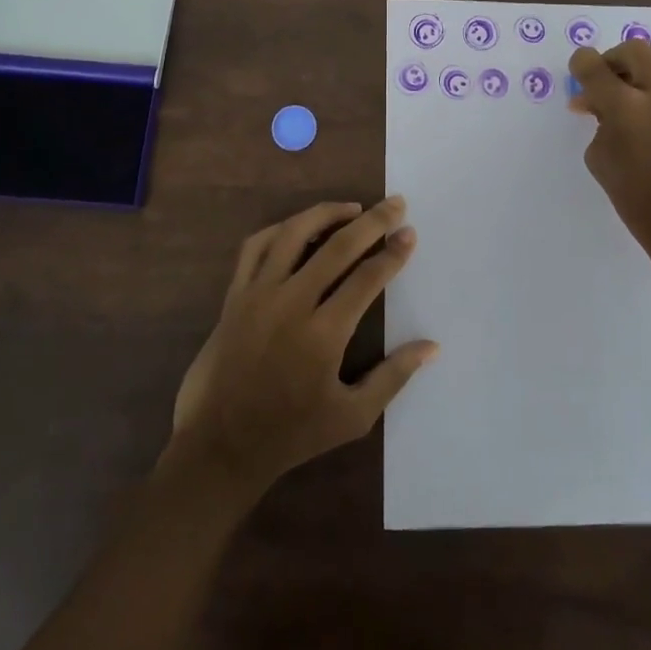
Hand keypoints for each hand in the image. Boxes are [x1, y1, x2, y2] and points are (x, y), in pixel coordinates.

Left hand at [167, 198, 438, 493]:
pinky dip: (281, 228)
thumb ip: (393, 377)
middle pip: (337, 246)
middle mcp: (291, 303)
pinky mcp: (234, 294)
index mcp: (323, 334)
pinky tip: (300, 228)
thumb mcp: (351, 418)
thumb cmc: (290, 434)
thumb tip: (432, 346)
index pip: (367, 278)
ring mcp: (258, 294)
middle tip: (395, 204)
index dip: (392, 253)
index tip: (410, 233)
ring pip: (294, 233)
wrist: (219, 446)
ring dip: (327, 213)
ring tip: (352, 208)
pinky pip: (256, 246)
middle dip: (372, 221)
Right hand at [569, 40, 650, 318]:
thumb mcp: (602, 162)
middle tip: (603, 85)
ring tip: (630, 103)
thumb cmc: (641, 204)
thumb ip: (599, 124)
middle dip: (614, 61)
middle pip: (635, 51)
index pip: (595, 67)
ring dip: (641, 75)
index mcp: (629, 107)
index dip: (581, 64)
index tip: (578, 71)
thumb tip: (600, 107)